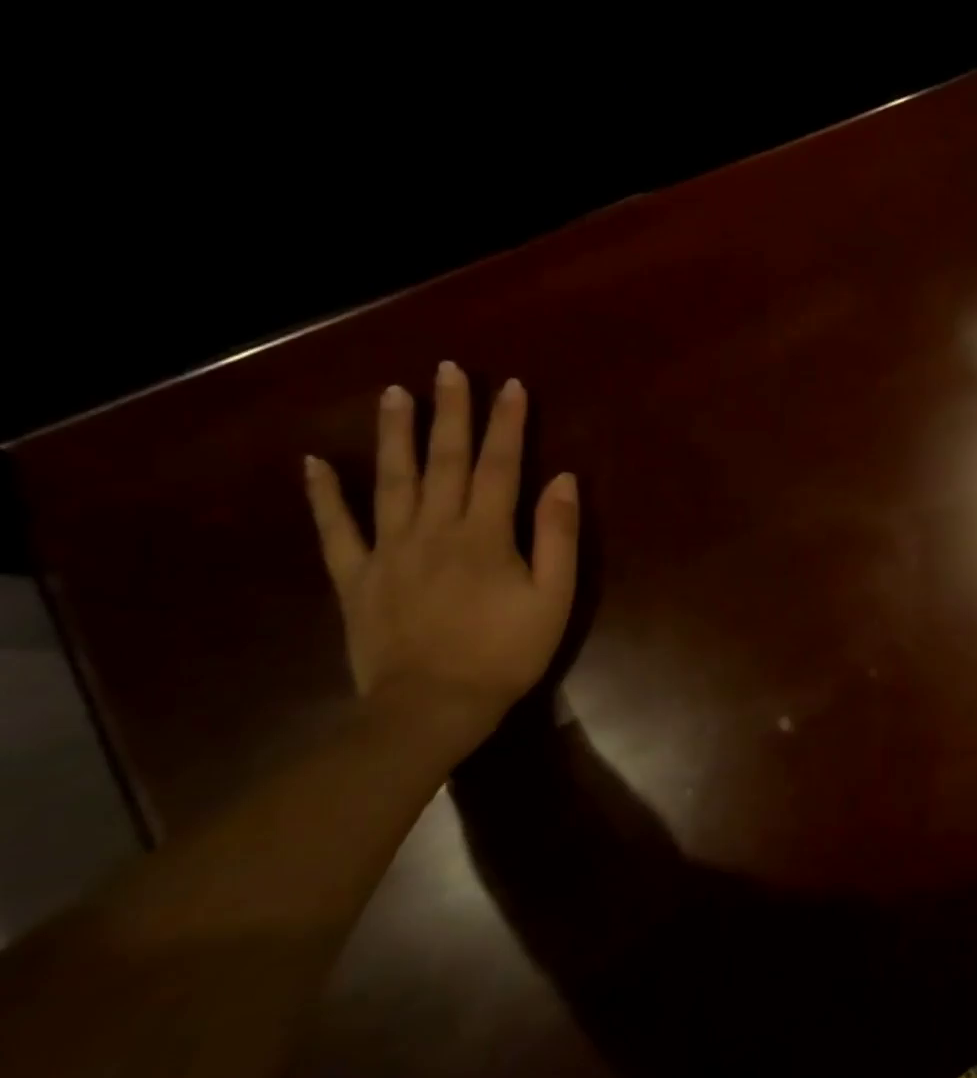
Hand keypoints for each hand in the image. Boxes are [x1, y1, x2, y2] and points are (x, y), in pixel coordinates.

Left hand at [303, 362, 579, 749]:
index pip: (501, 466)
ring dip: (394, 435)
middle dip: (451, 413)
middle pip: (445, 461)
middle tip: (449, 370)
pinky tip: (313, 463)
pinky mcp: (357, 577)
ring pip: (391, 481)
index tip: (512, 386)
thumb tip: (562, 480)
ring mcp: (389, 550)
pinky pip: (336, 530)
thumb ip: (558, 536)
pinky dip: (323, 496)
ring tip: (394, 393)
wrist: (433, 706)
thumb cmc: (506, 652)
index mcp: (485, 534)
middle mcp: (435, 528)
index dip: (508, 424)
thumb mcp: (553, 597)